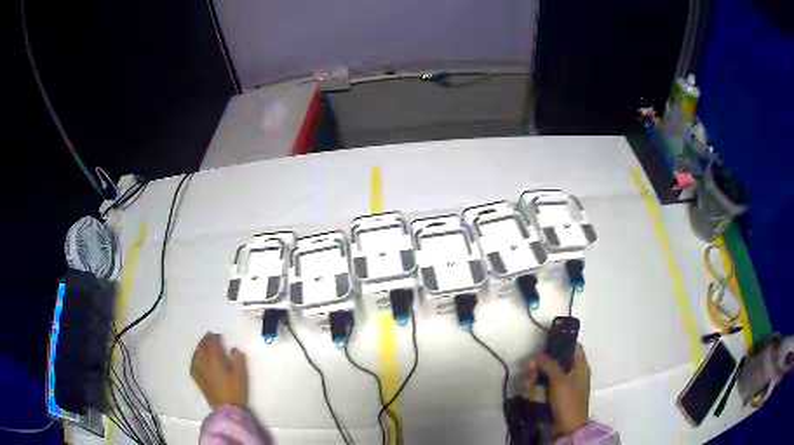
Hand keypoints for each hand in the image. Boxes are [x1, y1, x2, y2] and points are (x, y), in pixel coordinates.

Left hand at [190, 332, 247, 408]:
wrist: (227, 408)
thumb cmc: (236, 391)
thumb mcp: (242, 375)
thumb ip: (238, 360)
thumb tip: (233, 349)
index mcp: (215, 361)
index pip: (211, 345)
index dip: (213, 338)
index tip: (217, 335)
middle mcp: (205, 364)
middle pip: (201, 349)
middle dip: (204, 341)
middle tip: (208, 336)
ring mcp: (200, 372)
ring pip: (196, 356)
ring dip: (198, 348)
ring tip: (202, 346)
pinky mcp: (198, 380)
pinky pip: (193, 365)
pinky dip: (194, 359)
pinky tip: (196, 360)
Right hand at [524, 343, 590, 435]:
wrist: (567, 428)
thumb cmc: (569, 400)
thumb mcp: (560, 380)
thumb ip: (549, 364)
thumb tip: (538, 353)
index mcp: (580, 367)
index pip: (573, 348)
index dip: (561, 343)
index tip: (546, 341)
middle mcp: (571, 375)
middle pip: (554, 363)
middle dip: (540, 366)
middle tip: (530, 367)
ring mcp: (561, 387)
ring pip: (545, 377)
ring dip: (534, 379)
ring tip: (528, 385)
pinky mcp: (552, 398)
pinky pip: (542, 389)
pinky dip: (534, 391)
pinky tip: (528, 394)